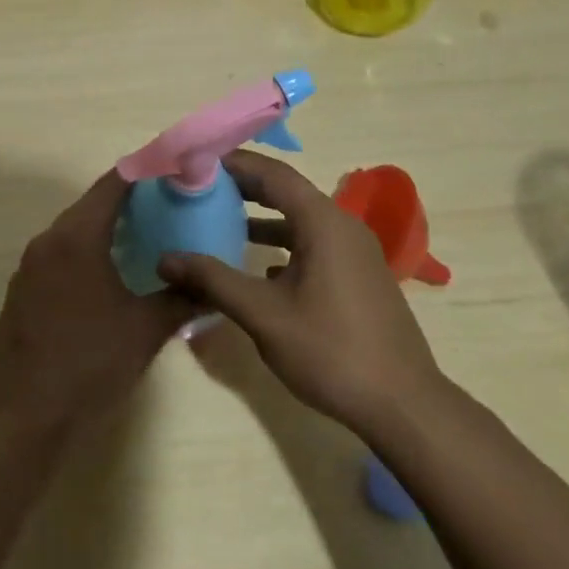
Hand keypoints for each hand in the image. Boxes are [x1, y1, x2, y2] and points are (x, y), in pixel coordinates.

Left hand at [0, 170, 194, 434]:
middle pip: (91, 205)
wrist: (25, 415)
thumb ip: (182, 299)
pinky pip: (59, 255)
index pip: (112, 185)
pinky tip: (109, 276)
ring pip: (73, 231)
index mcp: (77, 237)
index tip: (172, 169)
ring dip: (105, 229)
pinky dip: (85, 252)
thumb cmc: (90, 363)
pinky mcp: (22, 290)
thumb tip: (211, 285)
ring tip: (144, 238)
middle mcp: (48, 241)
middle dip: (128, 202)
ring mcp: (30, 266)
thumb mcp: (146, 330)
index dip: (143, 172)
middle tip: (167, 207)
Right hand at [157, 150, 442, 433]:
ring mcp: (355, 251)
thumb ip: (213, 280)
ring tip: (221, 222)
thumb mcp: (263, 314)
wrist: (403, 405)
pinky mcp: (358, 275)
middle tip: (201, 188)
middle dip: (244, 187)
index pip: (273, 173)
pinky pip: (314, 243)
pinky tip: (261, 267)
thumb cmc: (331, 351)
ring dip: (263, 217)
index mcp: (323, 222)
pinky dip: (284, 243)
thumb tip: (165, 258)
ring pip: (301, 219)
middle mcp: (342, 225)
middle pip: (287, 191)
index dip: (234, 163)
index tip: (196, 164)